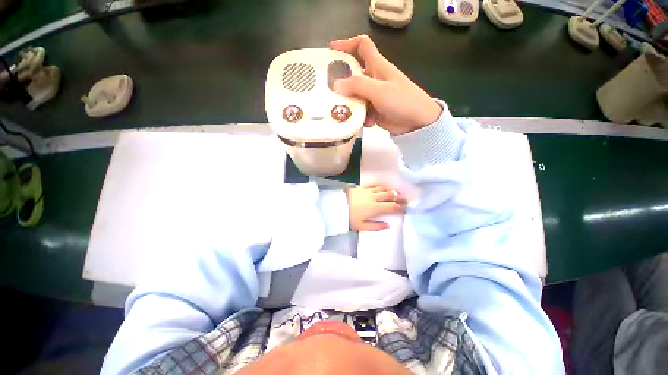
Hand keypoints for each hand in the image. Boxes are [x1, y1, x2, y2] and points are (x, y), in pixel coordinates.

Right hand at [330, 35, 442, 135]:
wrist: (417, 122)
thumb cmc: (402, 100)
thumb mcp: (379, 90)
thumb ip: (358, 85)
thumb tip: (337, 85)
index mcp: (377, 66)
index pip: (362, 45)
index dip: (347, 44)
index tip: (332, 51)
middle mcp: (373, 78)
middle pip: (353, 73)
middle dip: (341, 80)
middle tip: (328, 90)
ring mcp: (373, 95)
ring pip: (354, 94)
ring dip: (349, 103)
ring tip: (343, 112)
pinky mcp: (373, 109)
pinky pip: (360, 109)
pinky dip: (360, 115)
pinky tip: (364, 122)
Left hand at [346, 185, 406, 230]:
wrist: (337, 205)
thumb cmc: (349, 217)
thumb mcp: (361, 226)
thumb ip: (375, 226)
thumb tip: (387, 225)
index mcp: (375, 208)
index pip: (391, 207)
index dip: (400, 207)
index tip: (406, 207)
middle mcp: (374, 198)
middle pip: (389, 196)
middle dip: (398, 197)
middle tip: (404, 199)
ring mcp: (368, 191)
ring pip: (383, 189)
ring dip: (390, 190)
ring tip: (395, 192)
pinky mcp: (362, 186)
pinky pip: (374, 184)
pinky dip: (380, 186)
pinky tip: (382, 186)